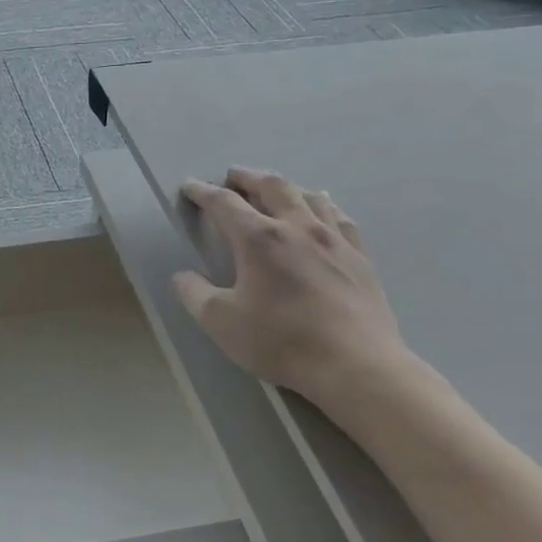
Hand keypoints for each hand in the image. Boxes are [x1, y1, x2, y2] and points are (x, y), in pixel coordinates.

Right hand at [172, 169, 405, 401]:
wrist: (355, 365)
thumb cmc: (280, 341)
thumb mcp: (221, 322)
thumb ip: (194, 294)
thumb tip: (182, 276)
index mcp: (259, 239)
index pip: (224, 204)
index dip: (203, 192)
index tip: (189, 186)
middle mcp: (297, 227)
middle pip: (271, 186)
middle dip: (247, 178)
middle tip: (232, 177)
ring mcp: (334, 240)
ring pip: (309, 196)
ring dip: (286, 187)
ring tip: (275, 190)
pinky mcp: (360, 257)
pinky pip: (341, 218)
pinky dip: (324, 207)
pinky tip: (324, 212)